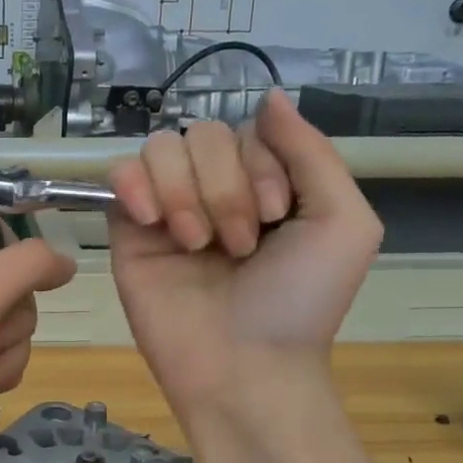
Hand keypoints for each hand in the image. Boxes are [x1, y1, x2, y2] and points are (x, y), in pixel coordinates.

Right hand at [109, 88, 381, 413]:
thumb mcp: (342, 223)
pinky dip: (136, 185)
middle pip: (204, 134)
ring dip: (186, 193)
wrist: (243, 367)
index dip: (260, 165)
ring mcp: (167, 208)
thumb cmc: (300, 303)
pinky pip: (120, 174)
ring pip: (162, 148)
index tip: (275, 218)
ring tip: (197, 246)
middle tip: (238, 246)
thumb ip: (311, 152)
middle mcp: (214, 189)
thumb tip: (270, 96)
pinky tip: (154, 223)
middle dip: (225, 188)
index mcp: (265, 184)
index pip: (248, 131)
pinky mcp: (128, 230)